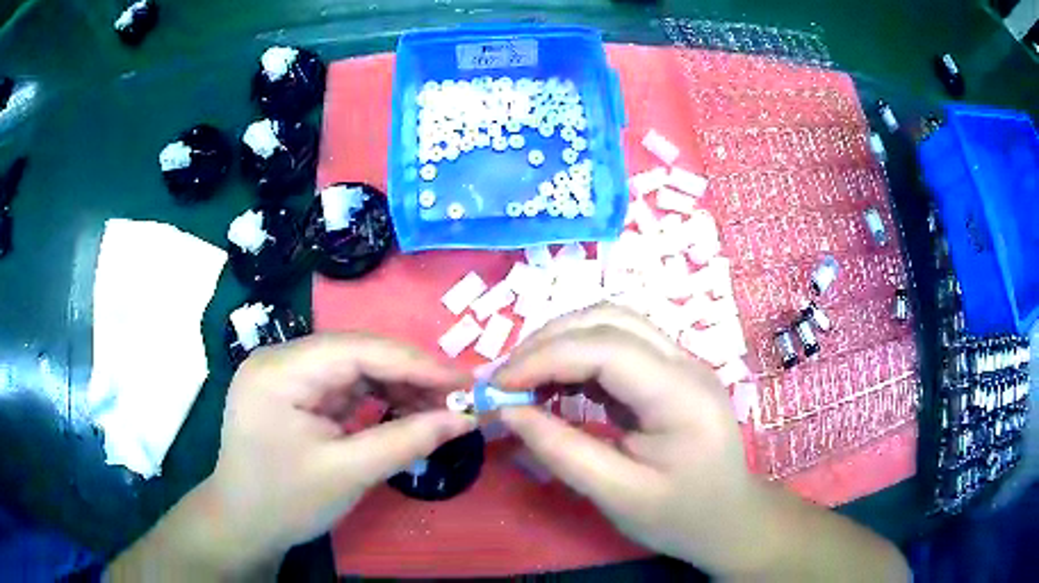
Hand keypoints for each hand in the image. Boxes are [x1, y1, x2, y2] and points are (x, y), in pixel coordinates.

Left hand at [109, 333, 474, 578]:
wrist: (243, 524)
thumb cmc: (286, 502)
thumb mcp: (348, 474)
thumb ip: (407, 441)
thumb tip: (465, 418)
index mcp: (280, 371)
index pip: (357, 350)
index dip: (415, 363)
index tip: (464, 380)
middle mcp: (280, 359)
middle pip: (356, 353)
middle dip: (409, 374)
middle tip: (457, 396)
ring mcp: (285, 374)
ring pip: (353, 367)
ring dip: (396, 386)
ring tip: (438, 405)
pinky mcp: (293, 391)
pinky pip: (343, 385)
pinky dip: (377, 398)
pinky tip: (404, 410)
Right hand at [493, 304, 755, 572]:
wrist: (728, 519)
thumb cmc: (679, 516)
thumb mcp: (617, 495)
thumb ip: (561, 451)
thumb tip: (508, 412)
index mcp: (681, 395)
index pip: (607, 348)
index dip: (545, 357)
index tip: (498, 386)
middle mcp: (685, 363)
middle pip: (609, 320)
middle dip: (548, 341)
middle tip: (505, 379)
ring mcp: (679, 363)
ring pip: (611, 324)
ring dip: (560, 343)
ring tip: (523, 380)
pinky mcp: (668, 373)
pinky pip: (616, 348)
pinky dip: (577, 359)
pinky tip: (554, 385)